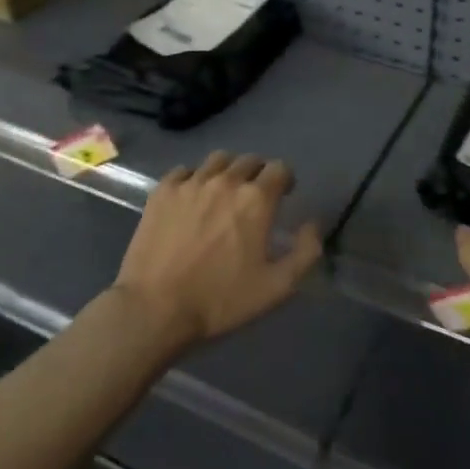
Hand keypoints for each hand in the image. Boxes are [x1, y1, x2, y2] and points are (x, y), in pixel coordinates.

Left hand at [112, 152, 323, 349]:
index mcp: (256, 199)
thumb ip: (305, 252)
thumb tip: (313, 224)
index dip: (285, 180)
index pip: (280, 168)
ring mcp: (190, 183)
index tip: (283, 196)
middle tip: (253, 198)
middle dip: (258, 174)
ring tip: (223, 193)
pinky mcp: (162, 191)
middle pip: (249, 160)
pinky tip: (191, 199)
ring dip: (228, 171)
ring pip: (217, 160)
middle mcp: (225, 181)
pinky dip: (193, 178)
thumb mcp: (277, 287)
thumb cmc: (221, 300)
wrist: (155, 308)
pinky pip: (184, 171)